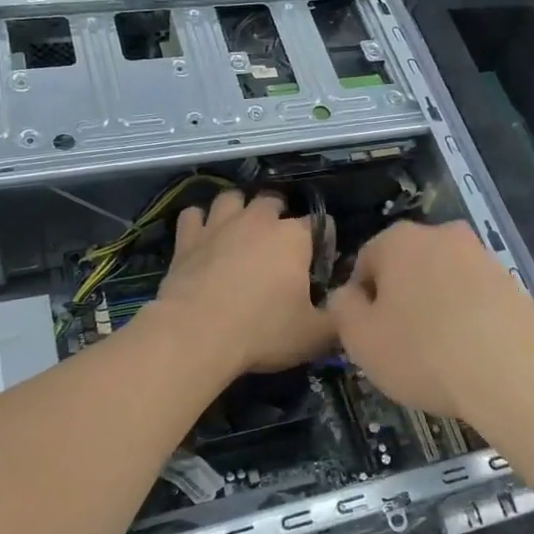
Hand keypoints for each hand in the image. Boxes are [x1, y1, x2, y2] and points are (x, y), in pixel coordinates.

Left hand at [149, 190, 333, 376]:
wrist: (195, 335)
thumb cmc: (262, 332)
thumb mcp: (315, 336)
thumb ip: (338, 317)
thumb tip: (346, 307)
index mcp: (294, 238)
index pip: (320, 224)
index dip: (324, 242)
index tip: (321, 264)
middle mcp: (257, 220)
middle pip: (273, 201)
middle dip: (279, 215)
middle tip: (278, 246)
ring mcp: (219, 225)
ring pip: (231, 198)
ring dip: (238, 209)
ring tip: (240, 230)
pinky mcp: (187, 238)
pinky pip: (192, 215)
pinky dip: (199, 222)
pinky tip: (202, 236)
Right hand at [327, 221, 533, 430]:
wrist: (515, 374)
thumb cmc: (424, 353)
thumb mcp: (361, 339)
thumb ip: (341, 309)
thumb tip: (346, 295)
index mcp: (399, 240)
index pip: (365, 262)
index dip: (360, 301)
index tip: (368, 335)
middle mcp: (442, 235)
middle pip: (406, 267)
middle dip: (399, 300)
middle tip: (399, 344)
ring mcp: (482, 256)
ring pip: (441, 281)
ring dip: (433, 308)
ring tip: (436, 354)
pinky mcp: (512, 282)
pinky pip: (473, 298)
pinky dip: (465, 318)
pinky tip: (467, 353)